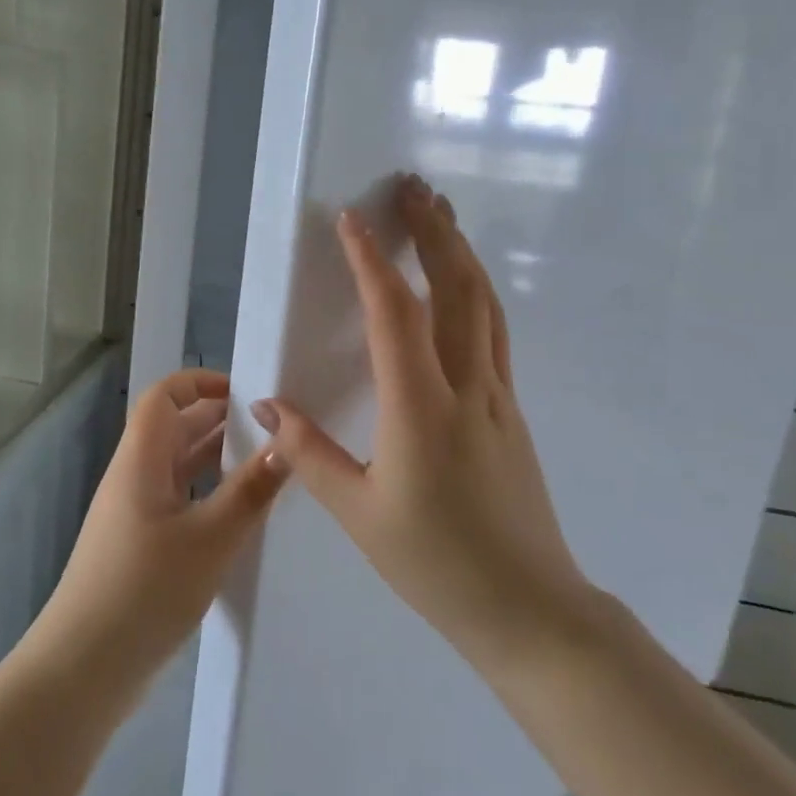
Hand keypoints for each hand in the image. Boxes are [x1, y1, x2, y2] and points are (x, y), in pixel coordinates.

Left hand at [32, 369, 289, 699]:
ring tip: (267, 464)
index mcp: (140, 460)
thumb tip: (284, 443)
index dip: (200, 383)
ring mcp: (134, 513)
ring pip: (178, 467)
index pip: (164, 397)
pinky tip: (241, 513)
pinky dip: (208, 495)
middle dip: (218, 420)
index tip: (247, 393)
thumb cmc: (145, 589)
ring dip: (216, 459)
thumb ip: (249, 490)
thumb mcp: (209, 539)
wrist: (84, 666)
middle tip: (272, 428)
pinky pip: (178, 501)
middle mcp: (134, 477)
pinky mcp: (140, 546)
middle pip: (173, 429)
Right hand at [251, 175, 597, 674]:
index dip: (372, 262)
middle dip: (435, 232)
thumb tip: (266, 404)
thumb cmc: (436, 564)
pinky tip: (462, 286)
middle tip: (414, 187)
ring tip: (441, 216)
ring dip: (461, 253)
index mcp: (421, 410)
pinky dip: (475, 291)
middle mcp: (467, 388)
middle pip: (458, 290)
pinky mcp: (511, 410)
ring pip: (485, 305)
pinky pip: (493, 333)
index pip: (396, 315)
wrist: (529, 608)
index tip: (352, 220)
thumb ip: (309, 453)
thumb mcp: (358, 514)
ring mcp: (498, 397)